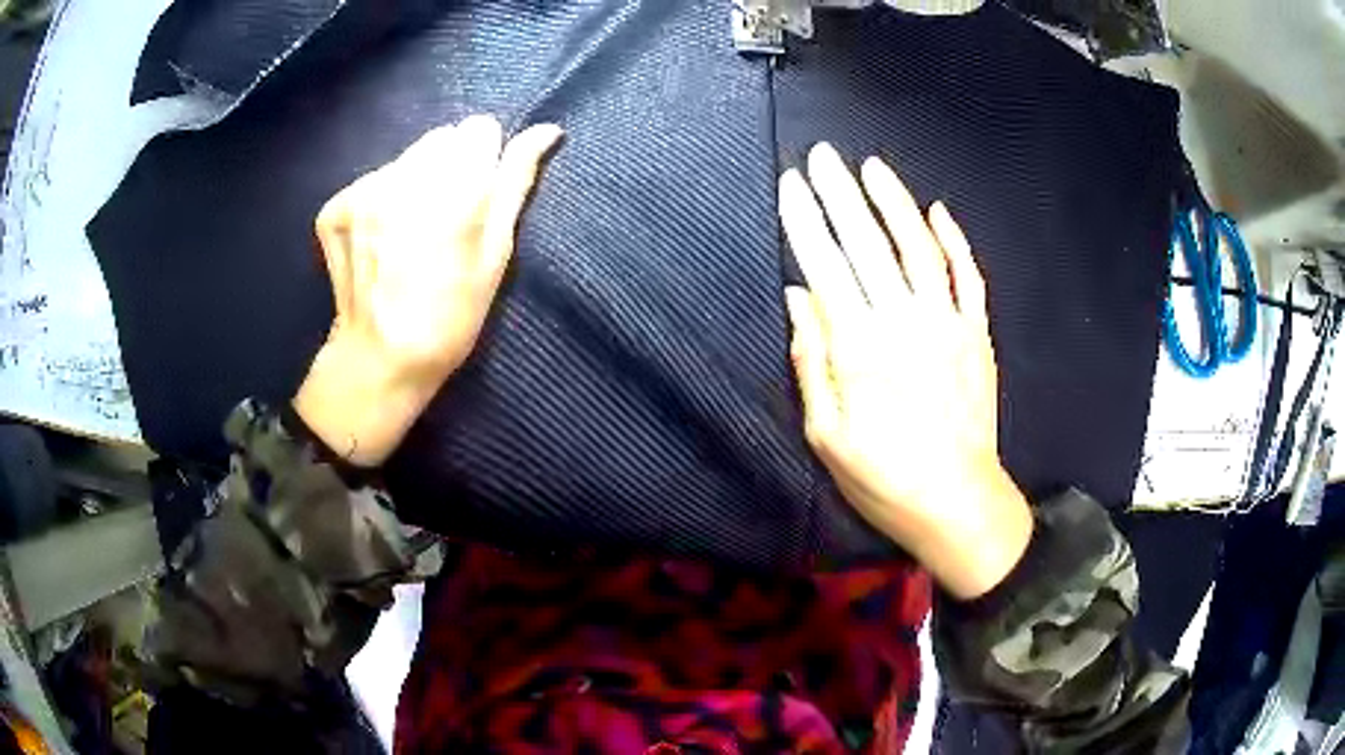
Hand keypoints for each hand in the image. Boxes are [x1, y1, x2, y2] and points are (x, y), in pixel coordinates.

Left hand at [294, 116, 562, 466]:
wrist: (378, 360)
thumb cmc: (451, 316)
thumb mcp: (497, 253)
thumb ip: (516, 182)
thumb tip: (546, 130)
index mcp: (455, 190)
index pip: (479, 128)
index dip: (484, 160)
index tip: (477, 198)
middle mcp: (405, 178)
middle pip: (441, 138)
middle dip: (450, 168)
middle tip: (444, 221)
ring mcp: (363, 191)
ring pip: (406, 158)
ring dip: (415, 181)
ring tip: (410, 232)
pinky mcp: (337, 206)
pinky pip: (373, 181)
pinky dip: (382, 201)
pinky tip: (381, 241)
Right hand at [780, 143, 1031, 598]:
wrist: (958, 503)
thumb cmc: (884, 478)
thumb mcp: (827, 436)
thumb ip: (813, 361)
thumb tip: (799, 297)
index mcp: (860, 348)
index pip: (826, 265)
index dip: (806, 220)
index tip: (792, 183)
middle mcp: (905, 322)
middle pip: (868, 243)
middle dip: (842, 194)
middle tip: (824, 155)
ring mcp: (949, 324)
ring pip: (919, 248)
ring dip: (895, 202)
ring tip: (873, 167)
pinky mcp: (977, 335)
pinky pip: (969, 277)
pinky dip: (954, 241)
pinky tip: (937, 211)